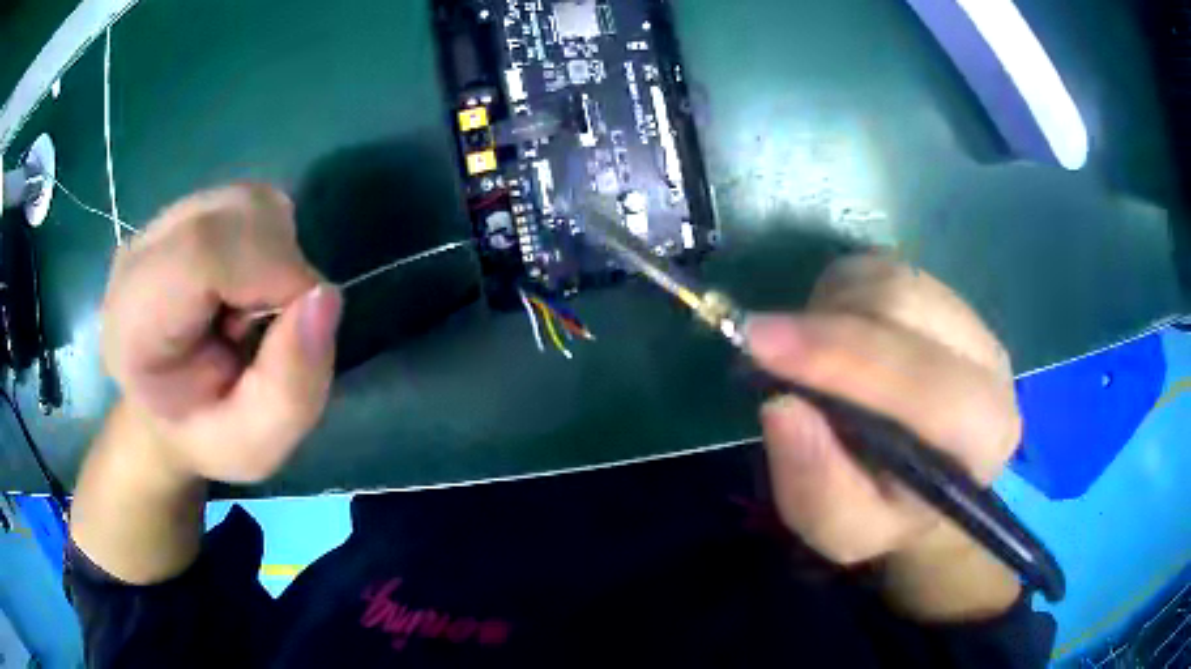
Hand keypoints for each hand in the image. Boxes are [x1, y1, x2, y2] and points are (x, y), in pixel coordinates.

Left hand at [101, 184, 341, 483]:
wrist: (164, 407)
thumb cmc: (205, 433)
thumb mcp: (256, 445)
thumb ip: (292, 389)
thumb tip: (326, 295)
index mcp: (136, 321)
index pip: (203, 250)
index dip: (272, 272)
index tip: (296, 325)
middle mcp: (142, 253)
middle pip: (238, 212)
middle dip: (282, 267)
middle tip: (268, 329)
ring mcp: (161, 221)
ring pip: (251, 201)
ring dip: (278, 253)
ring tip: (252, 309)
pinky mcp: (186, 208)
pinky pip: (250, 203)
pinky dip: (269, 241)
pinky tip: (246, 283)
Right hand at [747, 254, 1021, 619]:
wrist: (929, 481)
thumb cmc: (888, 514)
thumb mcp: (844, 530)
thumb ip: (817, 486)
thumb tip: (780, 407)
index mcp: (983, 435)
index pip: (922, 380)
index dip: (841, 355)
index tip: (758, 344)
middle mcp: (990, 362)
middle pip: (902, 305)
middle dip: (824, 324)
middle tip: (766, 353)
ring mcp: (970, 318)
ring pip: (886, 276)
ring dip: (829, 309)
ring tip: (808, 357)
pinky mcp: (944, 294)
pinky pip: (880, 266)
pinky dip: (839, 293)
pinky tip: (834, 335)